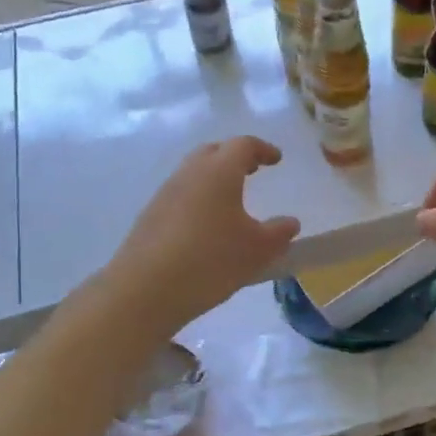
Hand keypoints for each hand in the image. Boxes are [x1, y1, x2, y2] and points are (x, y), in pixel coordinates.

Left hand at [109, 137, 300, 330]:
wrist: (145, 290)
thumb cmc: (210, 261)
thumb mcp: (256, 250)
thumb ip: (278, 233)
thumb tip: (290, 222)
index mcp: (219, 172)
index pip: (243, 146)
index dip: (263, 149)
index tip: (276, 159)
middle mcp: (190, 174)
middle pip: (214, 152)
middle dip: (235, 157)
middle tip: (252, 170)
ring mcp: (165, 194)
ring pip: (194, 173)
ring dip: (214, 178)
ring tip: (230, 201)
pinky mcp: (150, 216)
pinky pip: (180, 195)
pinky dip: (198, 199)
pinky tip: (205, 226)